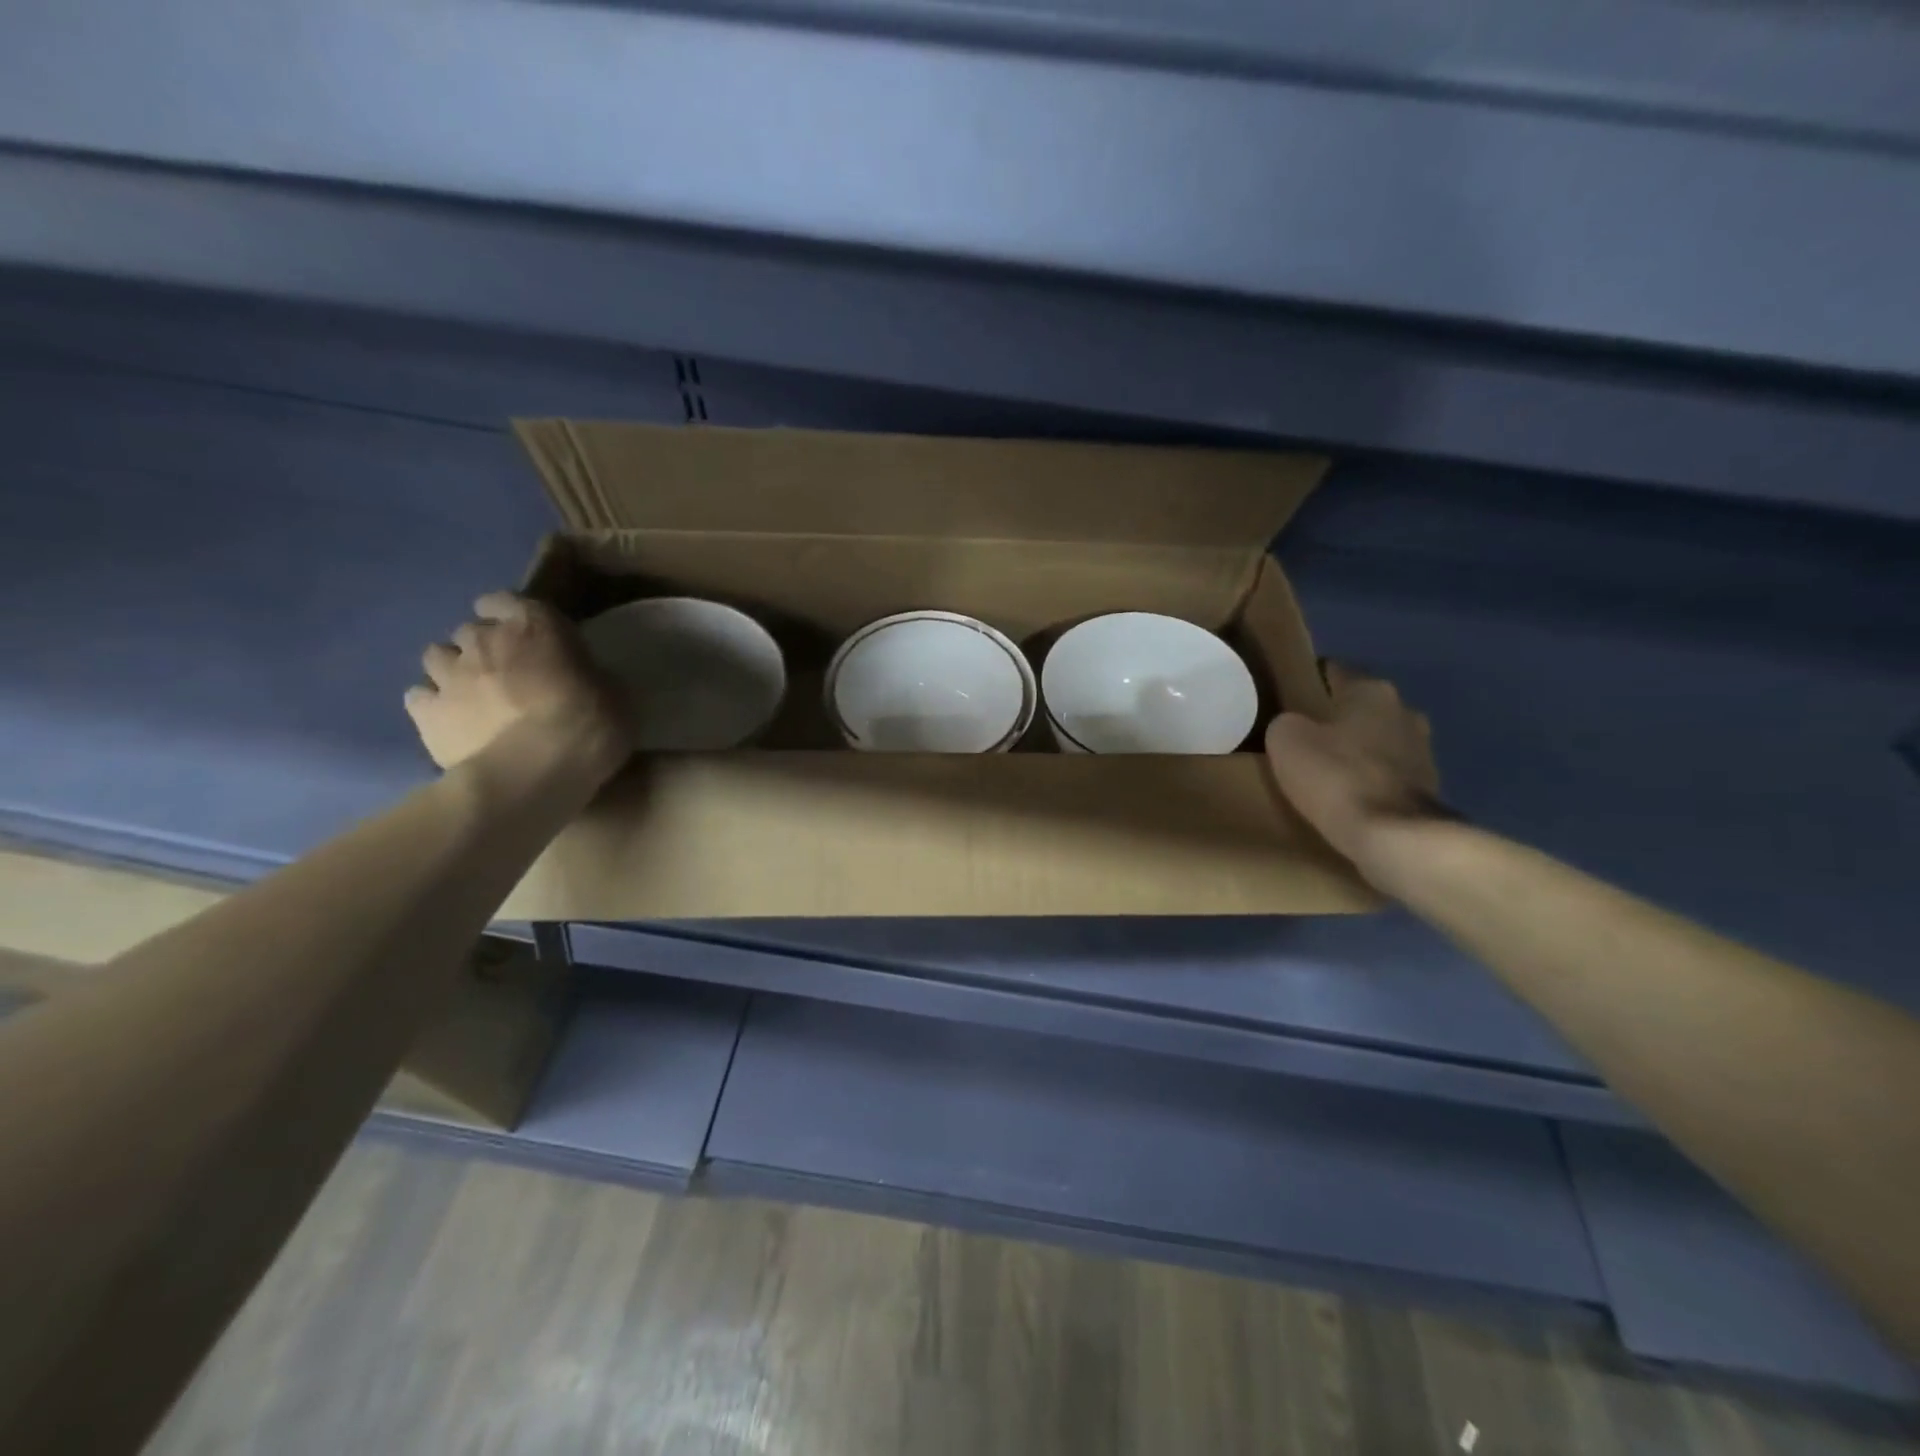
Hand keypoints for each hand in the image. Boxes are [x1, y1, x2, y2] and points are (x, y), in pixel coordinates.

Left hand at [405, 593, 628, 781]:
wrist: (533, 773)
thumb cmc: (587, 727)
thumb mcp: (616, 695)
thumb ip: (590, 675)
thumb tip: (585, 678)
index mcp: (535, 626)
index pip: (507, 600)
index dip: (512, 615)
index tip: (525, 633)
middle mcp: (485, 640)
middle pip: (472, 630)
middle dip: (485, 645)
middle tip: (504, 670)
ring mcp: (449, 675)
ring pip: (437, 655)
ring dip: (453, 668)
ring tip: (471, 692)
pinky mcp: (426, 713)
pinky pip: (420, 696)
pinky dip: (433, 703)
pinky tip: (450, 719)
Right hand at [1264, 661, 1445, 867]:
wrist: (1393, 836)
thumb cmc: (1335, 776)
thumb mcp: (1285, 740)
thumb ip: (1287, 723)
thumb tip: (1295, 726)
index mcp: (1371, 690)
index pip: (1336, 671)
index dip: (1310, 679)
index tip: (1289, 695)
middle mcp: (1405, 710)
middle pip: (1361, 707)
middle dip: (1337, 717)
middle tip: (1304, 734)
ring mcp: (1423, 749)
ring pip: (1379, 739)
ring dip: (1358, 750)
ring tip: (1326, 767)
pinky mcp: (1429, 787)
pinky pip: (1388, 773)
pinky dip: (1370, 779)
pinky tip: (1348, 794)